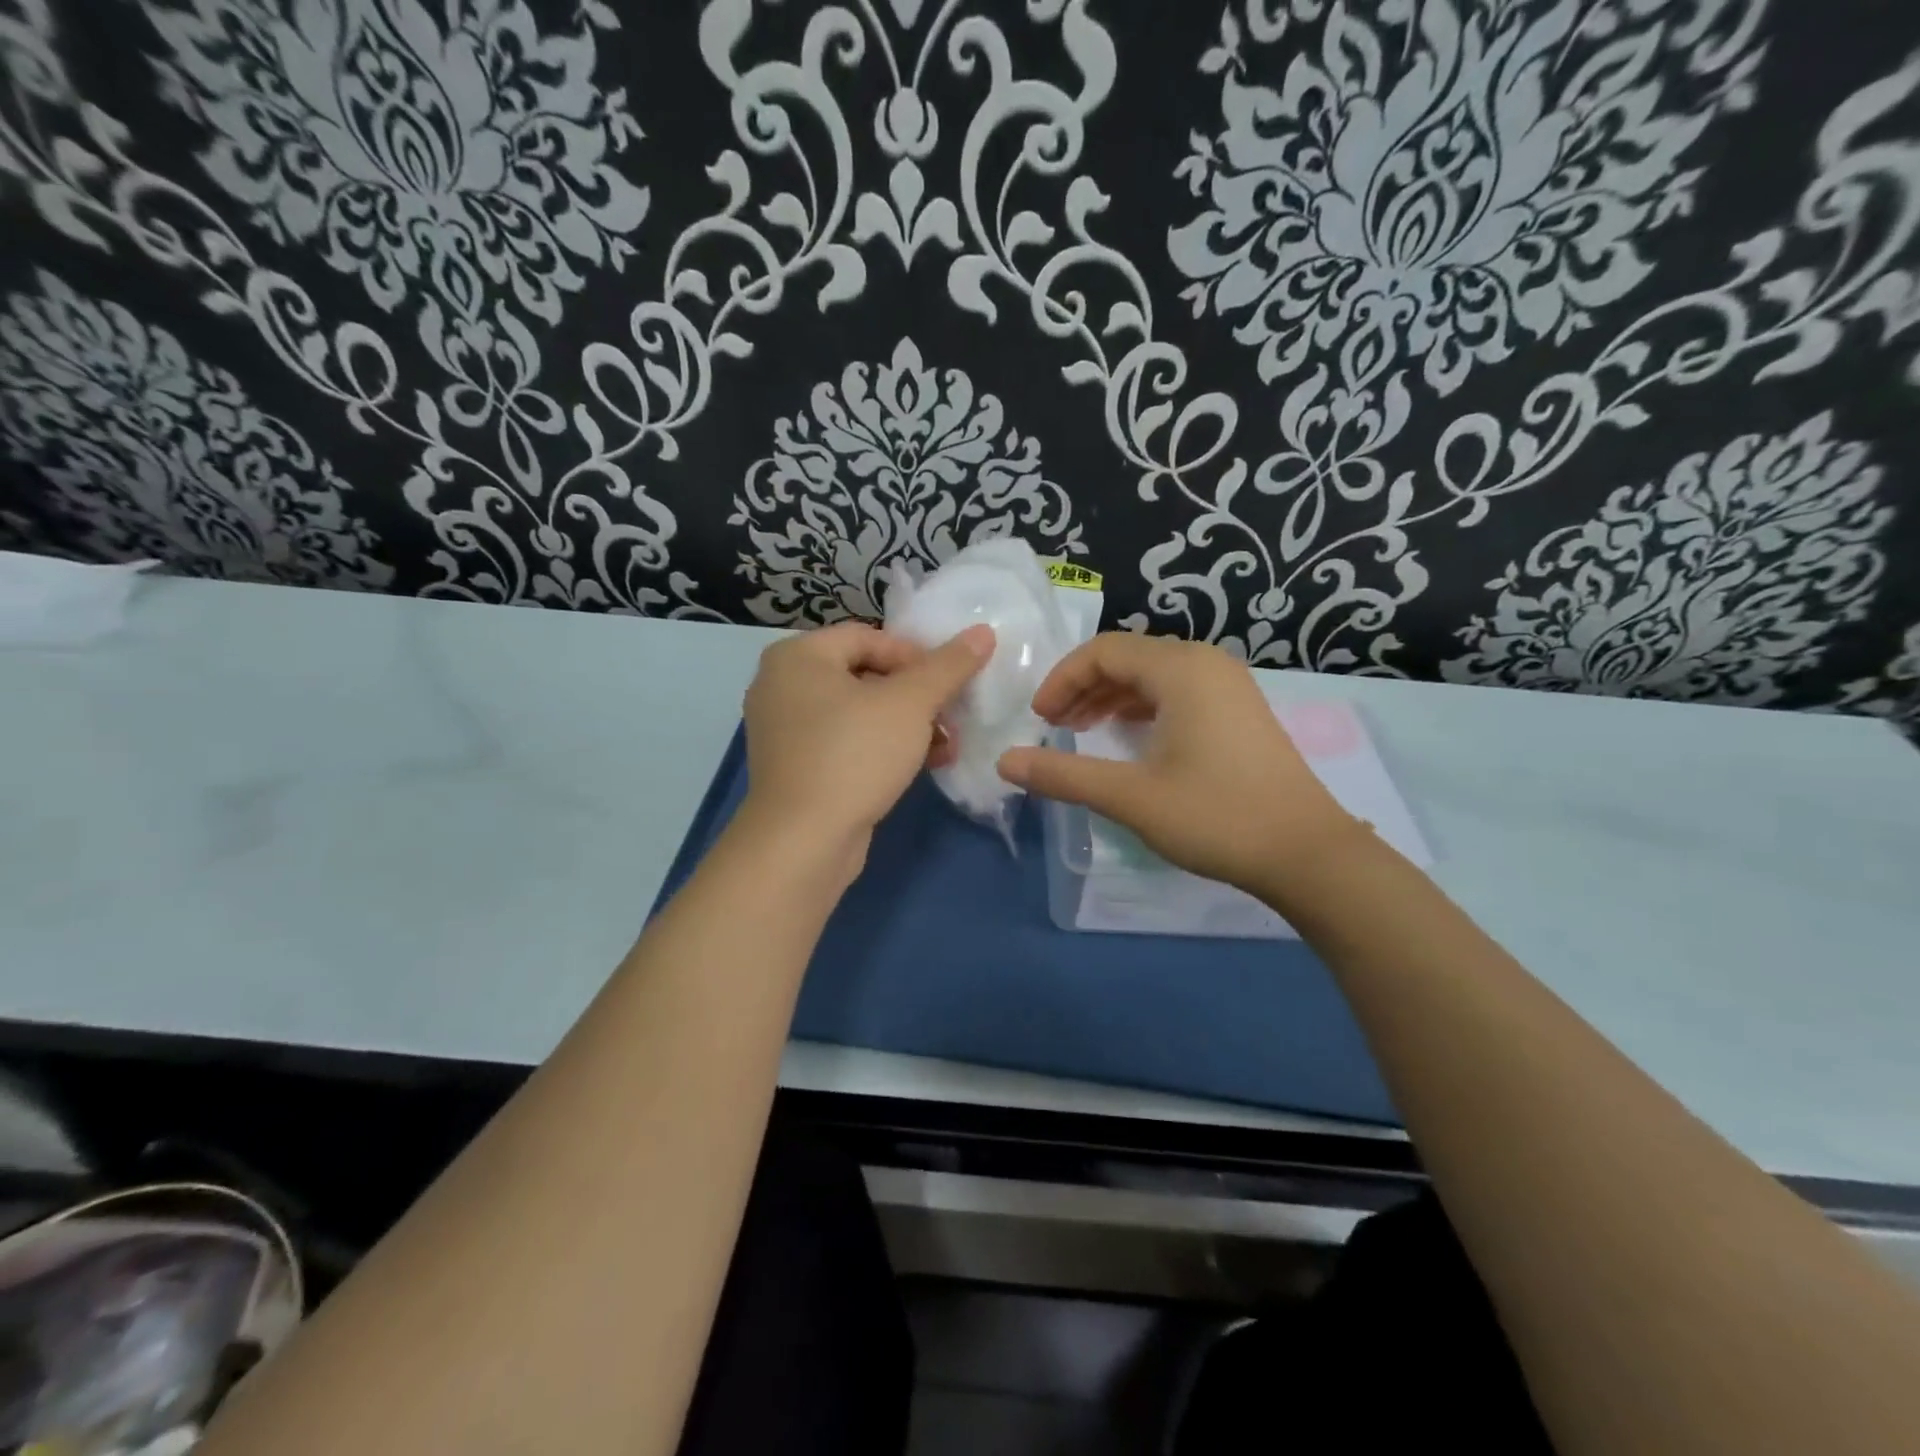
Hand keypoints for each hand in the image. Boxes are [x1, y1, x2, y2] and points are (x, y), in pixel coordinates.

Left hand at [737, 621, 993, 872]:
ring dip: (907, 725)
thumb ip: (947, 666)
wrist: (803, 842)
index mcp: (797, 656)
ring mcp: (784, 730)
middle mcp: (781, 685)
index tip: (949, 683)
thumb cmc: (854, 755)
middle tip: (952, 715)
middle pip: (865, 675)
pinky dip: (881, 748)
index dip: (916, 656)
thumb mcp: (910, 704)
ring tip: (947, 745)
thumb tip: (983, 633)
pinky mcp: (795, 768)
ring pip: (858, 713)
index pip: (869, 637)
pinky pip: (845, 743)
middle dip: (916, 696)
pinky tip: (921, 765)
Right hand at [997, 633, 1359, 894]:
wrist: (1307, 853)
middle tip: (1054, 726)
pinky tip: (1128, 738)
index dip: (1061, 680)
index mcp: (1180, 669)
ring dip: (1111, 697)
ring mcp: (1228, 685)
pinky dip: (1142, 707)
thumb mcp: (1130, 796)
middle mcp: (1206, 663)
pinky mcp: (1239, 711)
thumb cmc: (1216, 816)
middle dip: (1082, 686)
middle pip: (1127, 657)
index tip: (1038, 719)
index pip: (1103, 651)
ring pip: (1152, 674)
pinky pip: (1177, 692)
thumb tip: (1006, 761)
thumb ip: (1064, 774)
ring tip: (1081, 730)